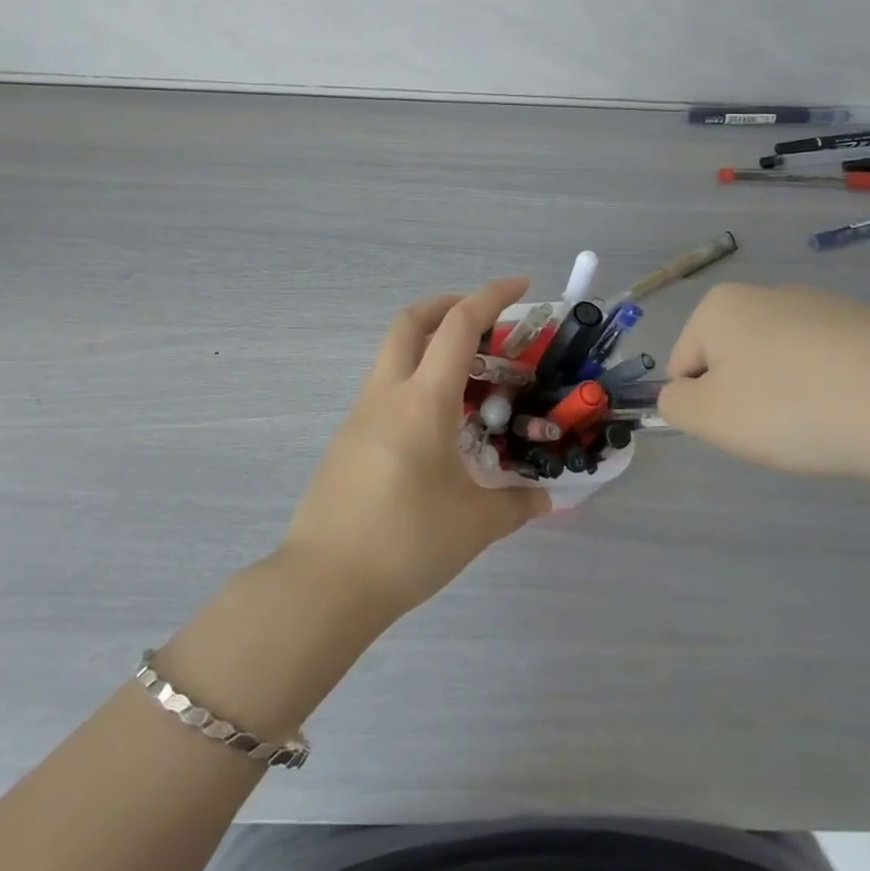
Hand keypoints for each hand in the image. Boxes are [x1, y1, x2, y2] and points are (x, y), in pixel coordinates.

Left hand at [280, 277, 549, 621]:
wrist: (324, 583)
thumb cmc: (406, 543)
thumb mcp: (475, 525)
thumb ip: (518, 505)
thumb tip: (545, 499)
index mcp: (423, 400)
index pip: (459, 325)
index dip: (491, 296)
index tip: (521, 287)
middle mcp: (387, 393)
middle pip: (411, 320)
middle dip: (449, 304)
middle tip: (484, 320)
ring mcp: (360, 414)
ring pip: (394, 353)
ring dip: (429, 345)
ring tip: (469, 380)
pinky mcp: (347, 439)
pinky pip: (385, 389)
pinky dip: (415, 382)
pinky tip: (437, 426)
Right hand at [658, 282, 869, 488]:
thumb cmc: (792, 405)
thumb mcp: (710, 417)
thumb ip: (675, 404)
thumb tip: (681, 394)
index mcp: (720, 306)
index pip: (682, 364)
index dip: (702, 405)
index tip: (738, 427)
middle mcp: (767, 294)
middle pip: (734, 360)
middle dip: (746, 399)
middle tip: (777, 431)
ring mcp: (824, 307)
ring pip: (783, 365)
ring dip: (789, 398)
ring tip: (824, 427)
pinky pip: (831, 368)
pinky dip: (833, 394)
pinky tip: (859, 417)